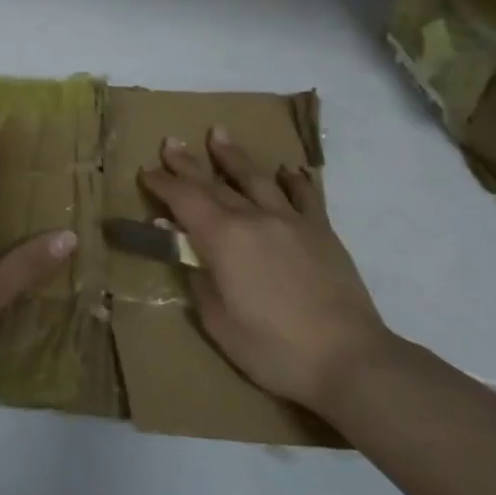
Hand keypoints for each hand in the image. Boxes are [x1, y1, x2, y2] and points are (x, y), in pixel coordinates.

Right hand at [139, 128, 387, 412]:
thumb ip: (198, 277)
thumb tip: (184, 247)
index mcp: (222, 238)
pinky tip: (287, 170)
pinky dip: (293, 180)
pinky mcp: (322, 232)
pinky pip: (304, 196)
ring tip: (218, 134)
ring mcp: (291, 221)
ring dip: (233, 156)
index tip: (146, 172)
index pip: (183, 198)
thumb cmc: (273, 348)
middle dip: (187, 163)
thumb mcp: (217, 321)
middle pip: (213, 182)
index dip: (162, 183)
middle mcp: (254, 218)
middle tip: (170, 142)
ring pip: (256, 178)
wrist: (349, 360)